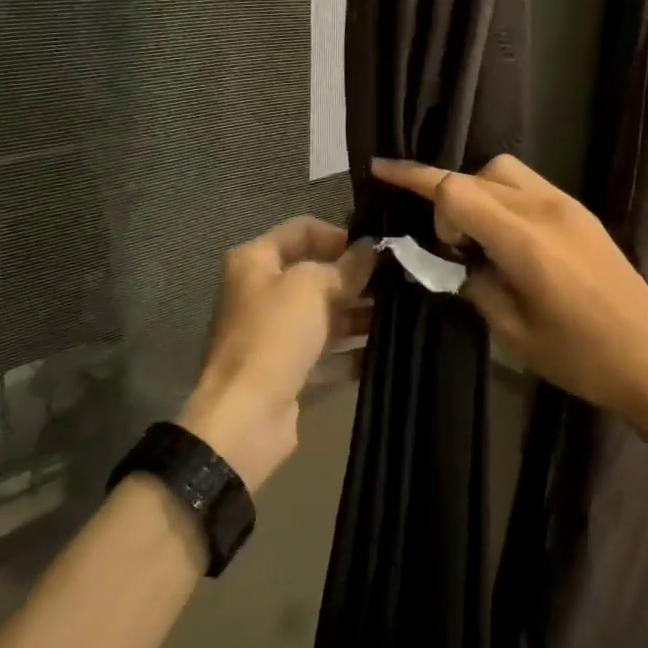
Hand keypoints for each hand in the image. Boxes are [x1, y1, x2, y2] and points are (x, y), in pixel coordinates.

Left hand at [179, 216, 374, 492]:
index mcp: (255, 261)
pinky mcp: (288, 371)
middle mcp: (261, 292)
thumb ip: (347, 266)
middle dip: (355, 278)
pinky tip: (386, 349)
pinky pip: (326, 353)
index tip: (376, 247)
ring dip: (359, 315)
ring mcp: (273, 334)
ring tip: (401, 314)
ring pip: (324, 315)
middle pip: (315, 274)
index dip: (339, 234)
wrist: (246, 417)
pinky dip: (351, 352)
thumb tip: (373, 247)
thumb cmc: (274, 335)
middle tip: (398, 280)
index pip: (302, 230)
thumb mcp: (313, 287)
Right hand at [371, 156, 647, 424]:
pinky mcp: (581, 213)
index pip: (455, 190)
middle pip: (477, 173)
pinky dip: (503, 199)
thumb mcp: (511, 329)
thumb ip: (472, 283)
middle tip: (447, 244)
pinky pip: (528, 187)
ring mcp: (567, 205)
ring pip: (504, 172)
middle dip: (448, 196)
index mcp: (523, 238)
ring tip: (475, 238)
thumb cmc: (579, 355)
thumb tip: (450, 261)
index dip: (413, 178)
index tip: (381, 171)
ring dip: (477, 191)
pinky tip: (505, 240)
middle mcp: (544, 208)